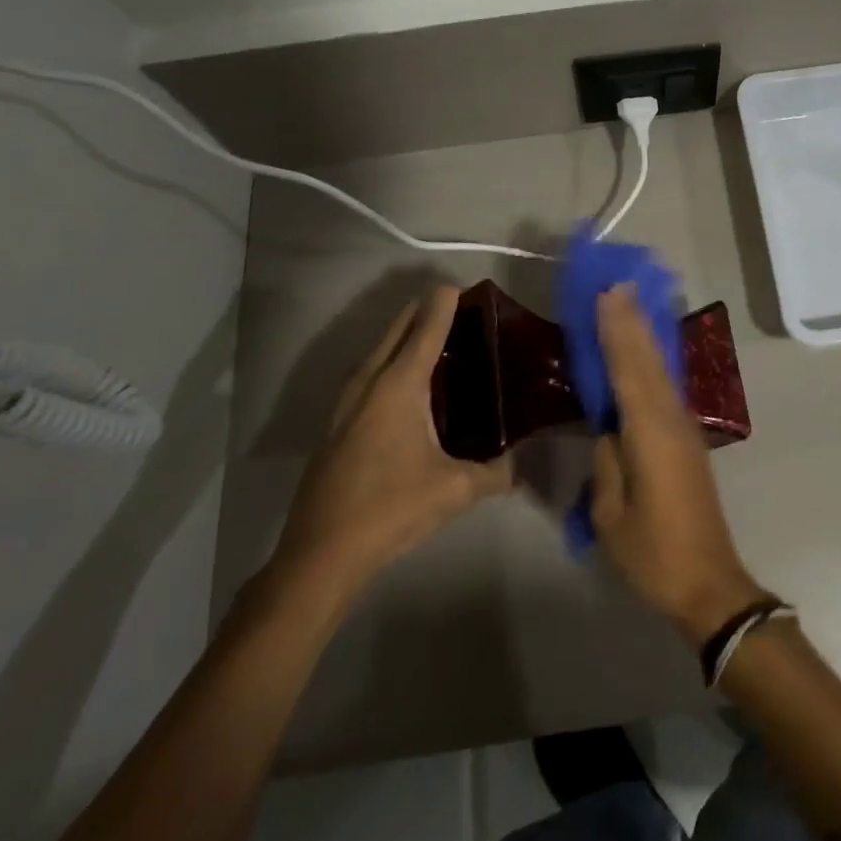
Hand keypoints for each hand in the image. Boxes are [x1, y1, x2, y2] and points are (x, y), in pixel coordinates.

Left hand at [267, 287, 511, 604]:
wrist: (321, 553)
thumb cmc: (390, 509)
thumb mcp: (454, 491)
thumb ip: (494, 473)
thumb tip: (519, 467)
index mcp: (400, 384)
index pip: (427, 326)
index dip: (446, 302)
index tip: (466, 287)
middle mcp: (370, 380)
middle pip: (398, 328)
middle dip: (426, 311)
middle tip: (460, 312)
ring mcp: (347, 400)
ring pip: (378, 349)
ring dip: (404, 335)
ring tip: (435, 340)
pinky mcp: (336, 422)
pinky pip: (368, 373)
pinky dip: (389, 361)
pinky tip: (405, 385)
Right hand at [589, 286, 767, 645]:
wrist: (709, 584)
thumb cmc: (654, 554)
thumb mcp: (612, 515)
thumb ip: (608, 463)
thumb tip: (609, 430)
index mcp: (651, 434)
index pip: (628, 370)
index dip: (616, 330)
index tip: (606, 293)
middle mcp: (671, 421)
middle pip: (648, 361)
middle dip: (631, 321)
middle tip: (617, 283)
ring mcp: (683, 430)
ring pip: (659, 371)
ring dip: (643, 336)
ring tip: (628, 304)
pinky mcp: (687, 442)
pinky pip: (663, 389)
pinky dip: (650, 363)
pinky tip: (643, 354)